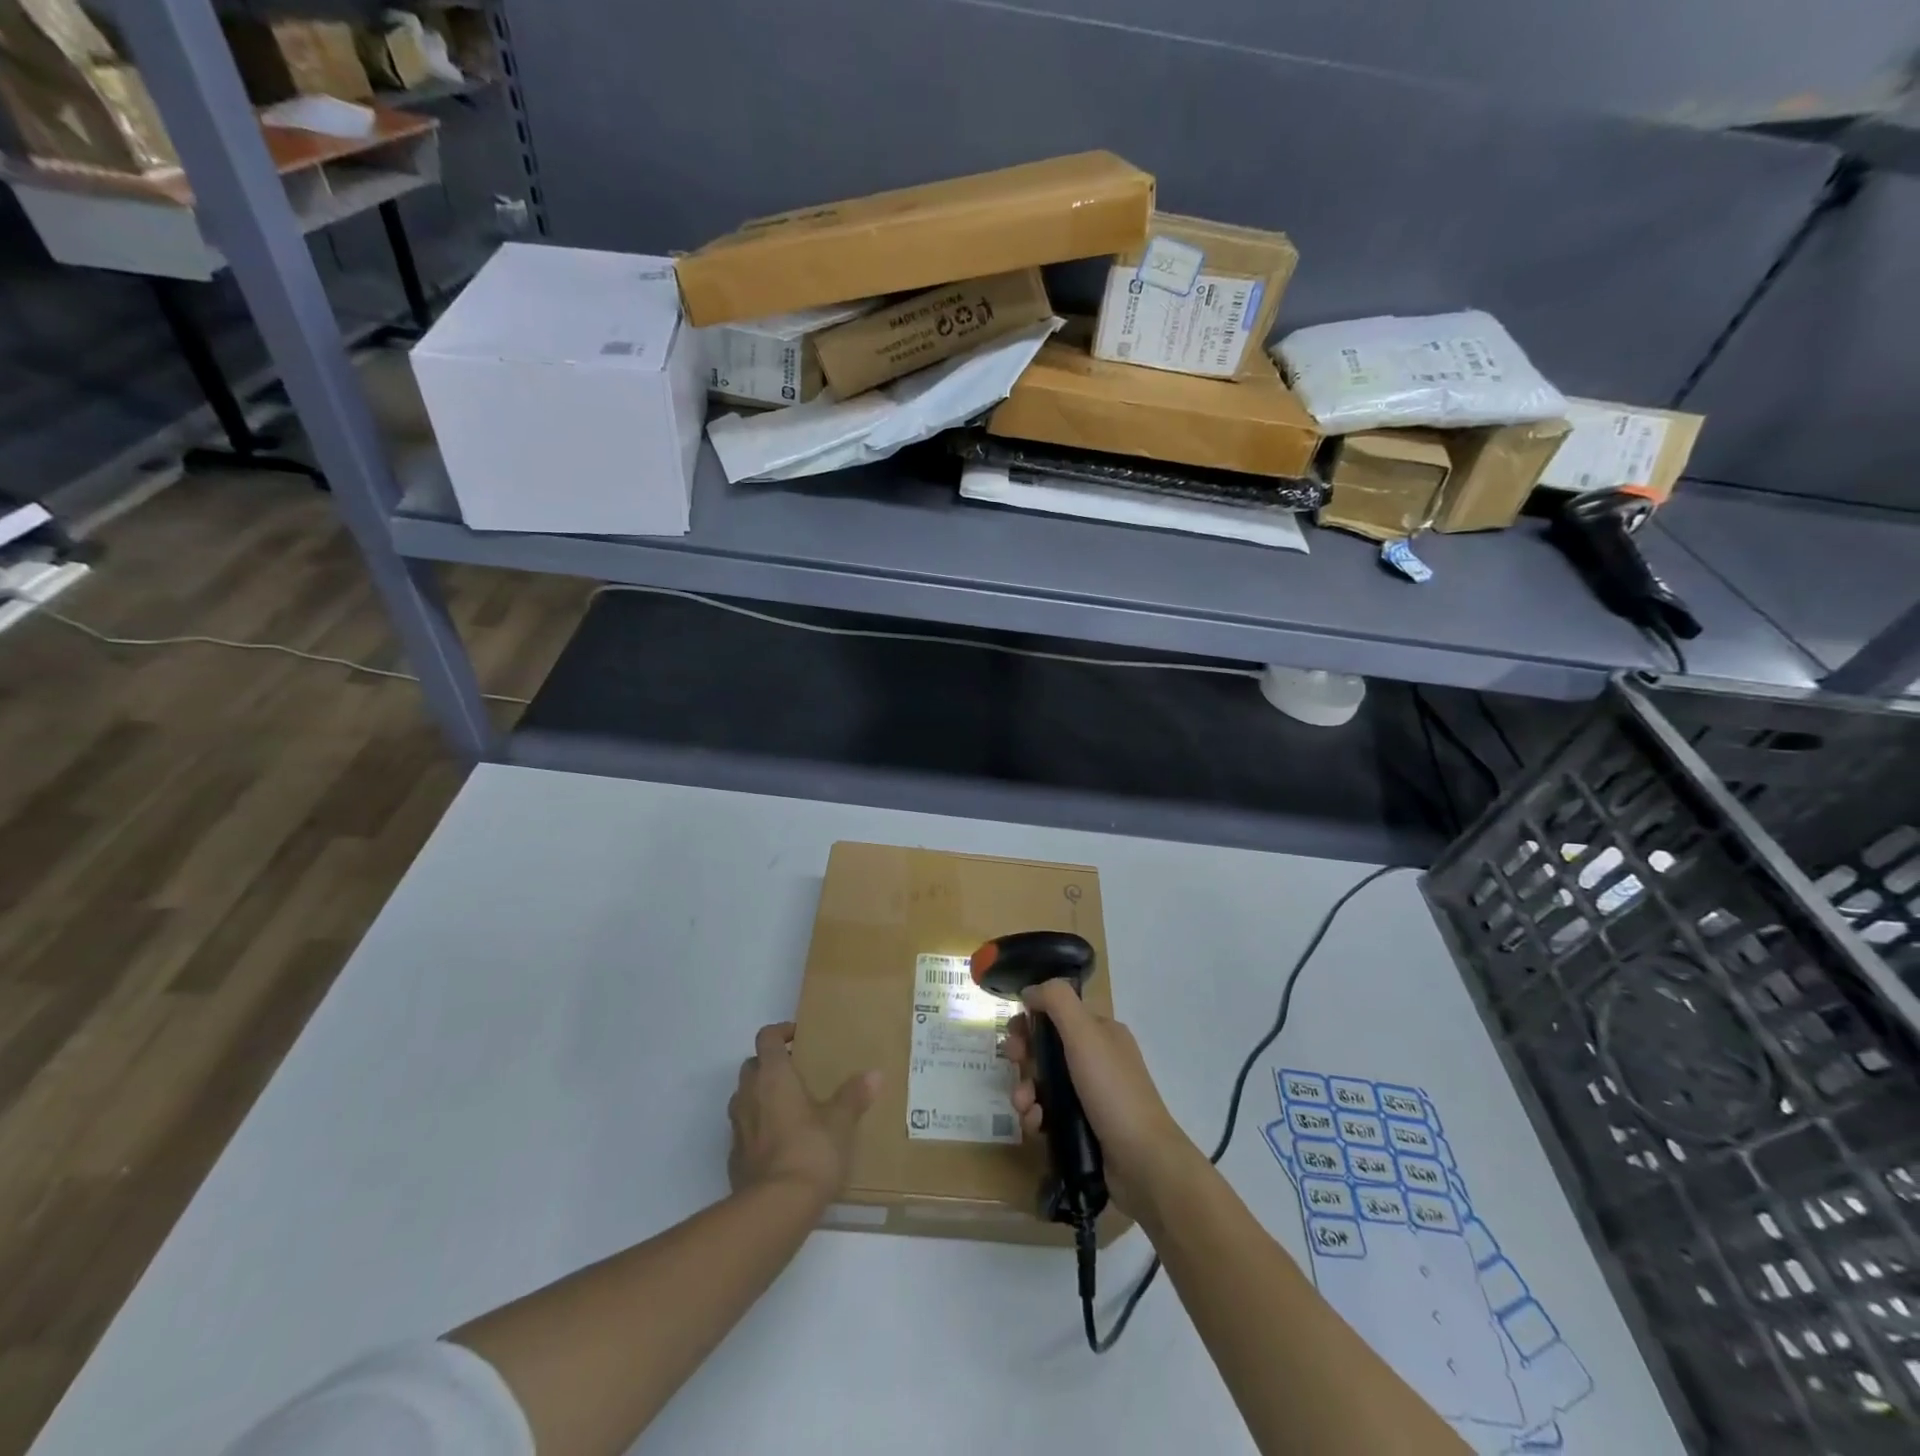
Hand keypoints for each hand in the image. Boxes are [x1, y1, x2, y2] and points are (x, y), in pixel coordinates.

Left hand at [728, 1023, 877, 1201]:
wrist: (775, 1209)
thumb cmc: (810, 1151)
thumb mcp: (841, 1122)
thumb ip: (854, 1095)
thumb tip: (875, 1074)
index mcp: (773, 1076)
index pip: (767, 1038)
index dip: (780, 1031)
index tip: (799, 1037)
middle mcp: (748, 1095)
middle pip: (751, 1065)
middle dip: (769, 1065)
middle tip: (796, 1073)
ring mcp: (737, 1127)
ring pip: (743, 1098)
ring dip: (760, 1096)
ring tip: (788, 1107)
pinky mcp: (733, 1158)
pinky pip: (743, 1130)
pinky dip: (757, 1128)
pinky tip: (779, 1143)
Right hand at [1004, 982, 1197, 1217]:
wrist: (1142, 1162)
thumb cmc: (1112, 1090)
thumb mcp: (1085, 1034)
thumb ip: (1057, 1001)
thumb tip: (1030, 990)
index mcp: (1101, 1032)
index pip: (1059, 1013)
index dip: (1032, 1019)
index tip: (1014, 1032)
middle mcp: (1097, 1058)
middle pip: (1047, 1047)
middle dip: (1024, 1055)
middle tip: (1013, 1064)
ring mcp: (1091, 1094)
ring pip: (1044, 1081)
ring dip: (1026, 1089)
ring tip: (1024, 1105)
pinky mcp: (1083, 1126)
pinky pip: (1050, 1111)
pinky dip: (1037, 1115)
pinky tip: (1036, 1124)